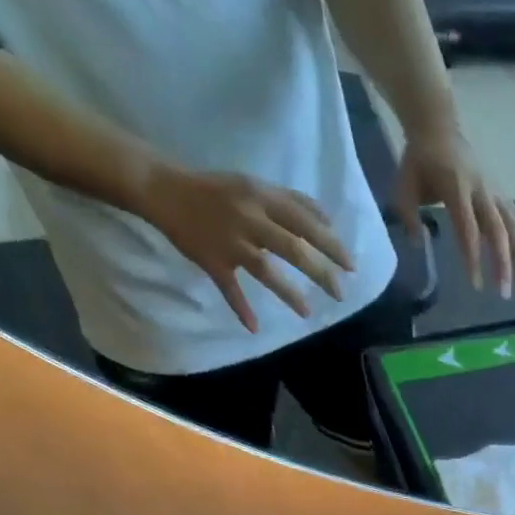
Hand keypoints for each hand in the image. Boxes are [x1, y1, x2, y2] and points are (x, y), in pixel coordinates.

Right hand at [138, 163, 355, 329]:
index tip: (351, 266)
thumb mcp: (256, 186)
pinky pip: (229, 288)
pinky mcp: (211, 261)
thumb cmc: (218, 191)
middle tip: (340, 293)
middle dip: (320, 272)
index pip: (304, 222)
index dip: (330, 244)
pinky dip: (240, 308)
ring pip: (264, 269)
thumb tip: (328, 220)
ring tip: (307, 313)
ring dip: (288, 293)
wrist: (163, 189)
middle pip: (291, 248)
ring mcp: (229, 242)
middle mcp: (248, 218)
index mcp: (261, 197)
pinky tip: (254, 327)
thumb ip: (292, 201)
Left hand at [396, 123, 514, 296]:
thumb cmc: (419, 160)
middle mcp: (481, 191)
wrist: (438, 126)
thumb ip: (409, 216)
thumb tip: (419, 245)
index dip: (473, 258)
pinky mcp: (502, 194)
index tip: (476, 286)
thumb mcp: (404, 185)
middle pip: (499, 232)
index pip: (468, 230)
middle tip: (504, 295)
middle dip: (504, 265)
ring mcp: (495, 192)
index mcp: (456, 189)